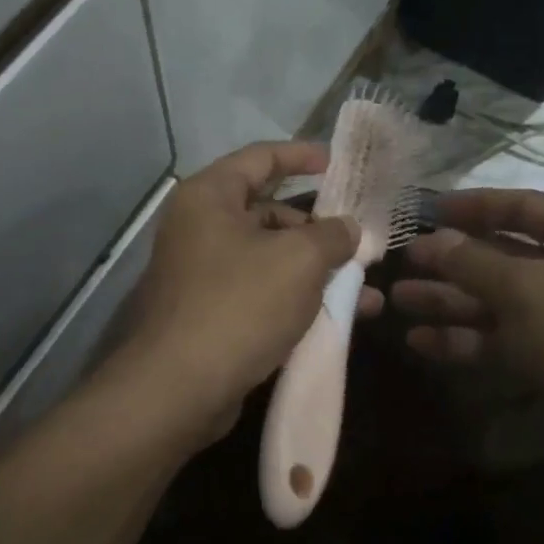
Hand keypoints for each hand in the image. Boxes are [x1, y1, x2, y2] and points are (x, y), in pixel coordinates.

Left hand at [114, 143, 375, 445]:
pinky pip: (261, 290)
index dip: (302, 155)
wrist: (178, 388)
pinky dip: (296, 296)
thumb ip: (331, 235)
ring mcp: (202, 271)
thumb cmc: (240, 303)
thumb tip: (347, 228)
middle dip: (318, 227)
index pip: (261, 157)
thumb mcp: (299, 260)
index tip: (337, 163)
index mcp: (211, 196)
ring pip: (269, 256)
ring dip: (315, 268)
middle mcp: (200, 226)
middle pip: (268, 210)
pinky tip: (338, 316)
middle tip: (358, 241)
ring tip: (364, 289)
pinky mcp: (209, 311)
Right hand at [390, 188, 543, 493]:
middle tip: (405, 263)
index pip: (523, 205)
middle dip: (454, 261)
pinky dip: (469, 339)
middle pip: (507, 255)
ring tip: (400, 301)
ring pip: (502, 300)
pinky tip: (423, 343)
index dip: (472, 205)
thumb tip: (434, 239)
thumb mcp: (526, 291)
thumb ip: (473, 261)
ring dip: (453, 301)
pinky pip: (509, 338)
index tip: (425, 209)